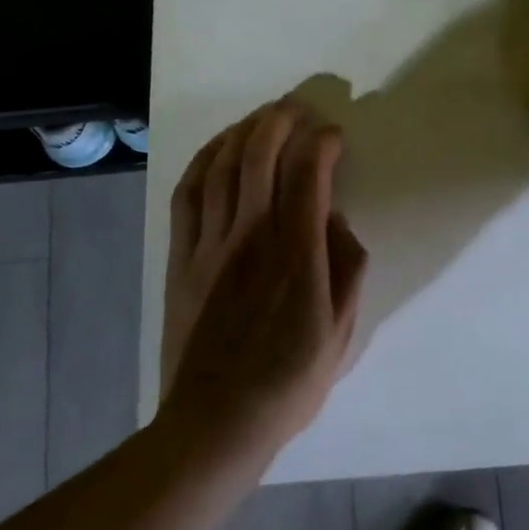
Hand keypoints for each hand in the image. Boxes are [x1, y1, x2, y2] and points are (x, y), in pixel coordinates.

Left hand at [162, 99, 368, 457]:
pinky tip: (217, 148)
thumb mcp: (343, 330)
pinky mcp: (181, 258)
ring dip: (243, 130)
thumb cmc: (291, 379)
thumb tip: (333, 216)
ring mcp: (210, 244)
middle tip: (299, 108)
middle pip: (260, 154)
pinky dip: (202, 161)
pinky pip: (187, 195)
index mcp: (297, 252)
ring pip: (222, 166)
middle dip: (281, 119)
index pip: (309, 173)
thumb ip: (347, 264)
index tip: (335, 136)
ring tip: (262, 117)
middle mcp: (251, 235)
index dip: (322, 142)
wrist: (217, 421)